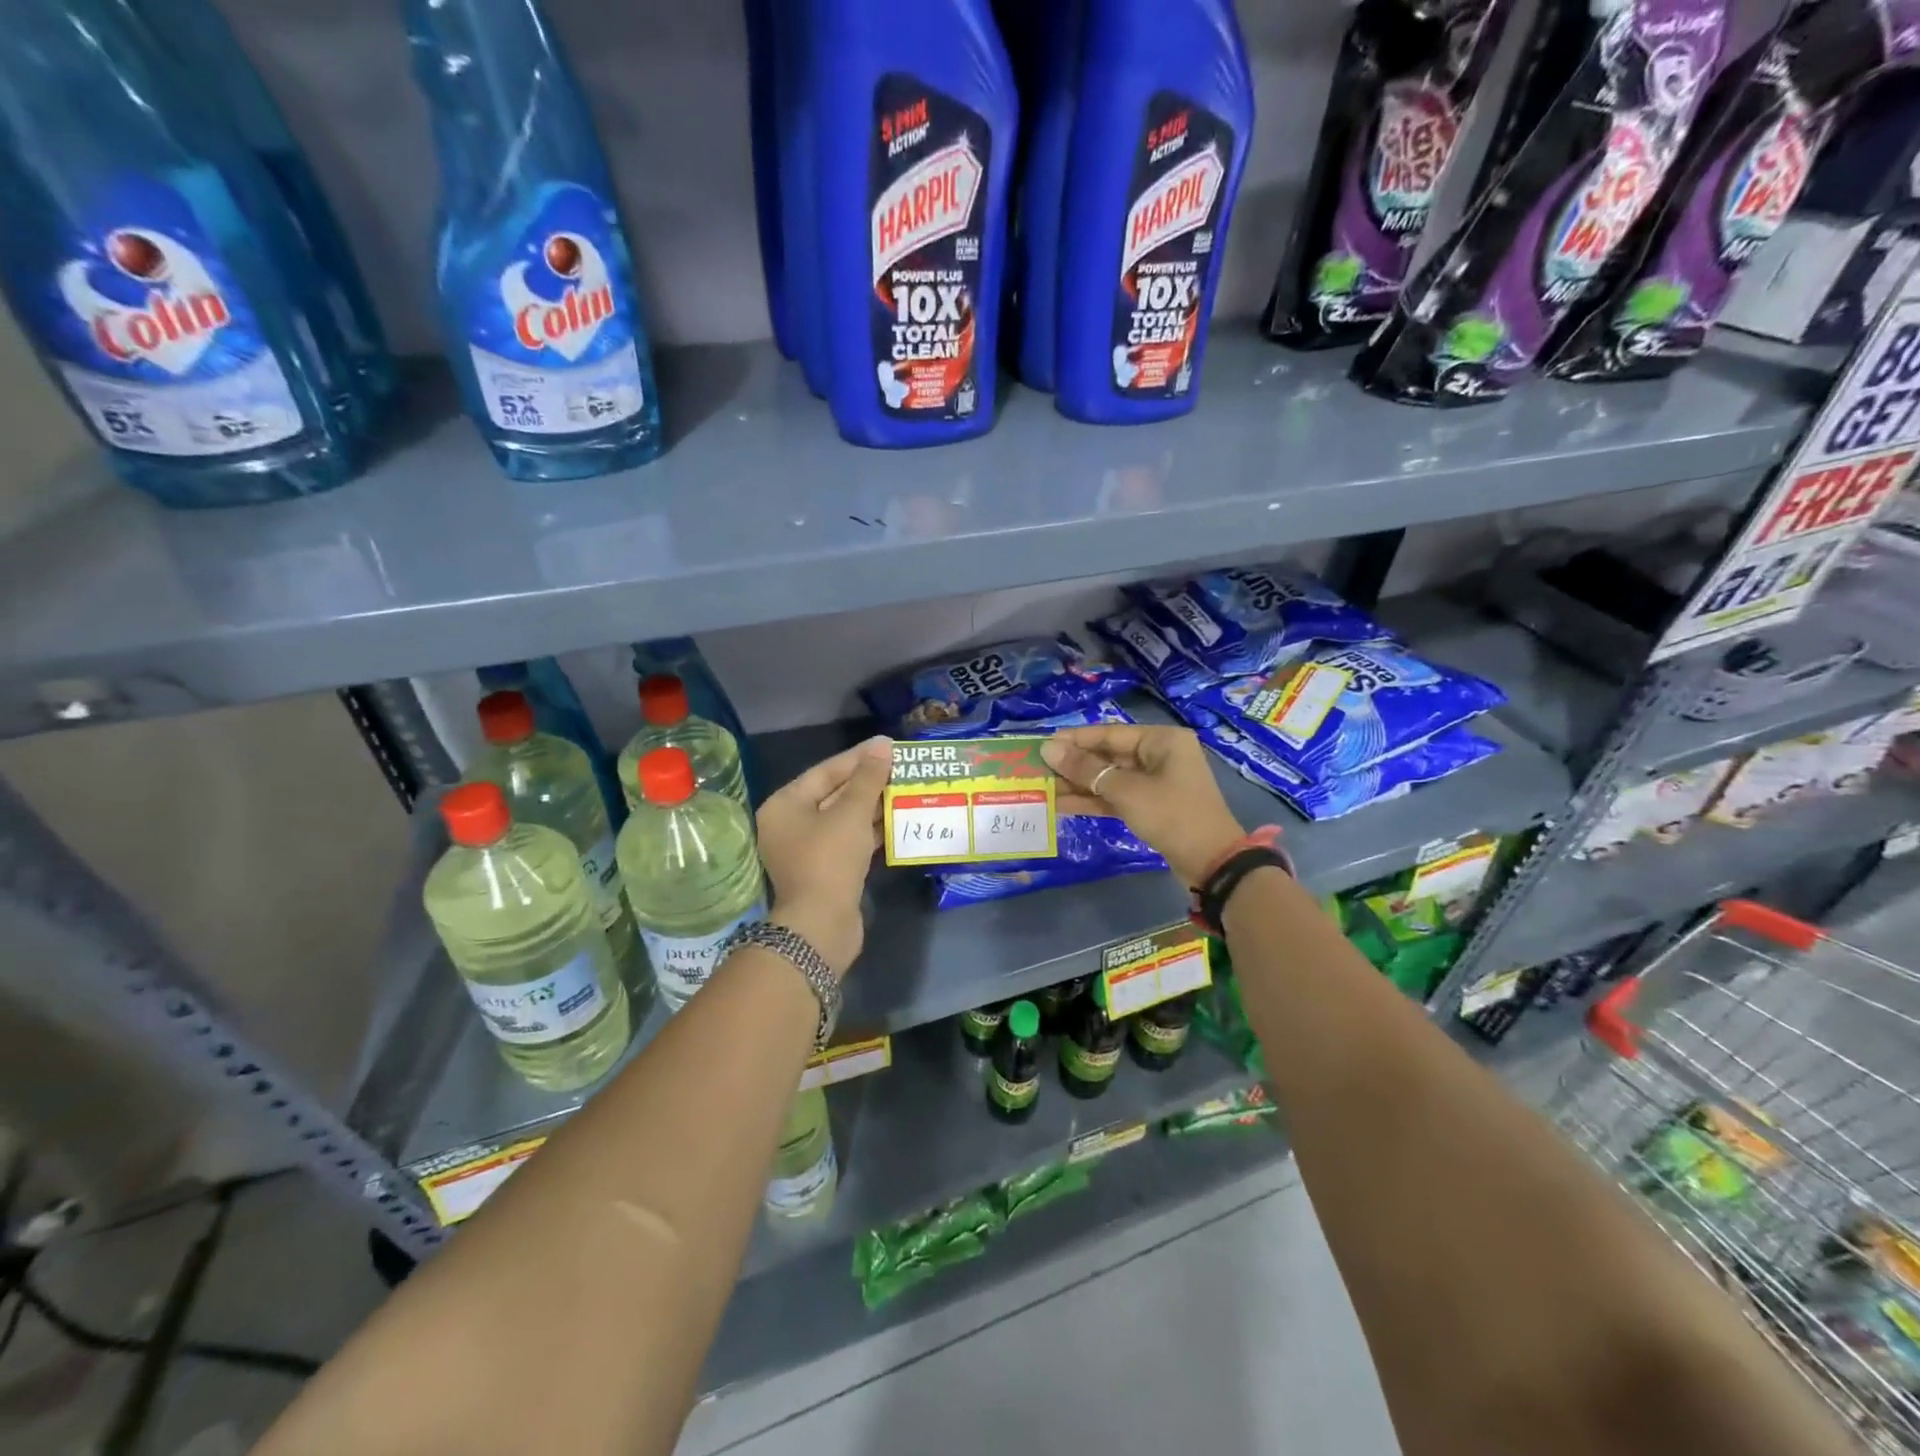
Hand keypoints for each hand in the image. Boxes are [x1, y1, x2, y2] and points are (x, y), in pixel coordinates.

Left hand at [755, 735, 891, 976]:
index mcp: (785, 805)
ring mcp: (807, 850)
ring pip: (844, 819)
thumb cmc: (829, 860)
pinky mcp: (826, 870)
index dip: (858, 757)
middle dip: (868, 782)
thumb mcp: (851, 813)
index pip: (825, 771)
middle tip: (901, 767)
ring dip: (873, 807)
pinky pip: (850, 841)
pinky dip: (871, 831)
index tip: (888, 746)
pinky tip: (898, 821)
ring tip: (906, 789)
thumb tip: (882, 746)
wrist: (821, 925)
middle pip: (834, 794)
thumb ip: (868, 778)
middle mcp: (790, 825)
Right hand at [1042, 724, 1244, 885]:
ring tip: (1045, 789)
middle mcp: (1160, 756)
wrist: (1211, 863)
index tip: (1043, 744)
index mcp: (1161, 740)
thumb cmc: (1171, 815)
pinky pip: (1117, 797)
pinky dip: (1094, 801)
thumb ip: (1085, 770)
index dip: (1075, 740)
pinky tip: (1063, 805)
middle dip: (1075, 765)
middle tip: (1039, 769)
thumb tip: (1048, 749)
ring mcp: (1156, 783)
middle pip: (1108, 755)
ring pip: (1110, 778)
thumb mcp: (1125, 791)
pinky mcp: (1151, 807)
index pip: (1109, 733)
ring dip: (1080, 785)